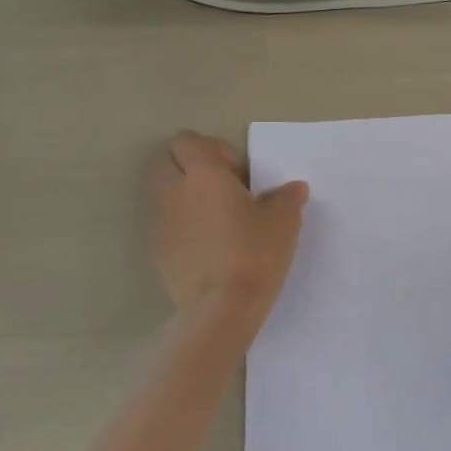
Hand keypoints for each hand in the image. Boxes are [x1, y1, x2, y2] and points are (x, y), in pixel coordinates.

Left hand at [149, 133, 308, 333]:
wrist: (221, 309)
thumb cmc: (255, 254)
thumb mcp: (284, 223)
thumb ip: (287, 198)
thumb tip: (294, 188)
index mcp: (202, 175)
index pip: (188, 141)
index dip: (213, 150)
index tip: (239, 176)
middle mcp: (173, 192)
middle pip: (166, 162)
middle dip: (191, 169)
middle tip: (224, 192)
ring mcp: (160, 223)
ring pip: (163, 194)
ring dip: (185, 198)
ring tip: (217, 222)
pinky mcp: (157, 252)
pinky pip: (165, 226)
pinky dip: (182, 227)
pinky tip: (208, 249)